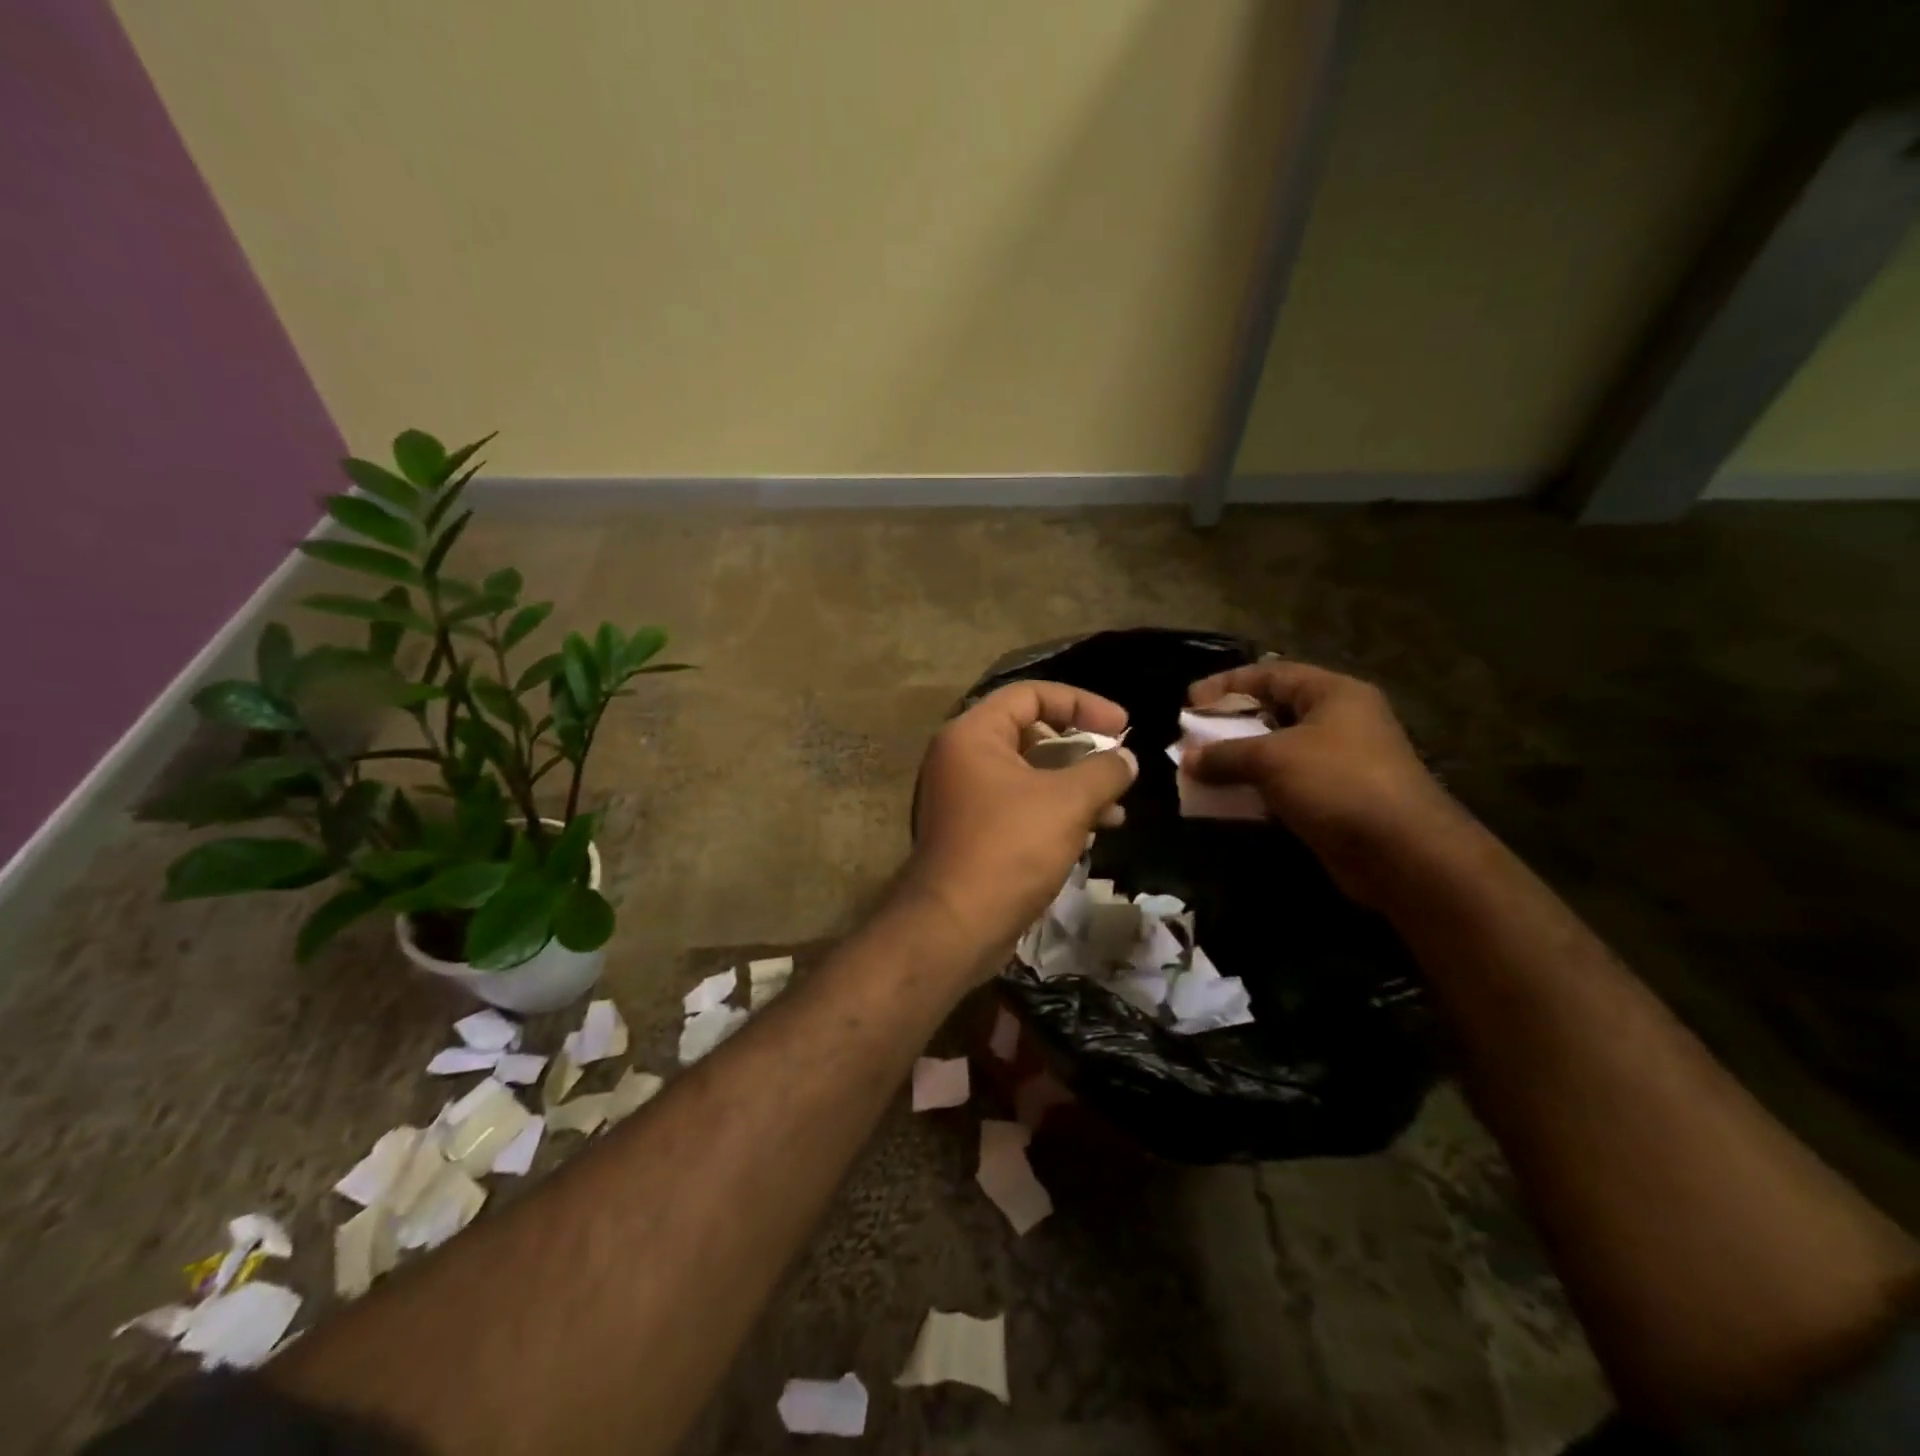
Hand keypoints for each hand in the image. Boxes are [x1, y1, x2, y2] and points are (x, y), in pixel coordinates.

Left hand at [907, 681, 1137, 969]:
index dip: (1082, 702)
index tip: (1122, 725)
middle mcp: (960, 758)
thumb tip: (1125, 759)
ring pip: (1028, 775)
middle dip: (1080, 749)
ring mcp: (962, 797)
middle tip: (1116, 764)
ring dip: (1073, 786)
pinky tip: (1091, 832)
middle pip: (1029, 733)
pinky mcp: (971, 833)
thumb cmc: (1009, 848)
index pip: (1030, 694)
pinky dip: (1054, 811)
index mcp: (972, 734)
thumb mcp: (1067, 802)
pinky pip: (1019, 806)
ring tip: (1115, 808)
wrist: (955, 926)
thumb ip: (1103, 771)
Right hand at [1187, 661, 1464, 905]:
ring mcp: (1339, 763)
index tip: (1189, 701)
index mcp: (1332, 695)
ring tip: (1200, 769)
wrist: (1401, 852)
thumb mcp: (1272, 758)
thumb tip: (1187, 759)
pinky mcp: (1334, 799)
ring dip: (1238, 760)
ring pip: (1276, 752)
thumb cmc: (1337, 783)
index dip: (1227, 684)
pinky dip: (1254, 788)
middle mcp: (1339, 722)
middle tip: (1192, 736)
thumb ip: (1225, 754)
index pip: (1271, 674)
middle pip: (1273, 712)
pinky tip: (1227, 799)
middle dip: (1229, 725)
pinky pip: (1284, 785)